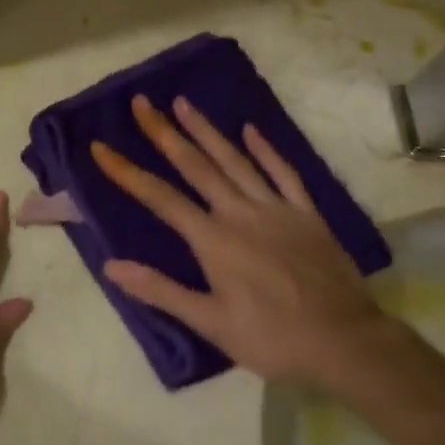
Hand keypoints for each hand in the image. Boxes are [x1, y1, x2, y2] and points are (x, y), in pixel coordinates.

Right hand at [91, 95, 389, 387]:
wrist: (344, 342)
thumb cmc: (271, 338)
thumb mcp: (210, 323)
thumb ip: (160, 291)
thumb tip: (110, 266)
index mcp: (213, 240)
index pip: (160, 198)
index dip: (127, 172)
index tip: (100, 147)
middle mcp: (240, 213)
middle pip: (196, 166)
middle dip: (165, 133)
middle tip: (143, 103)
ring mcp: (276, 209)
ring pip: (235, 161)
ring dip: (207, 131)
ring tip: (184, 103)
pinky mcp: (307, 214)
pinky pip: (284, 173)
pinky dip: (266, 150)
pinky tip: (250, 130)